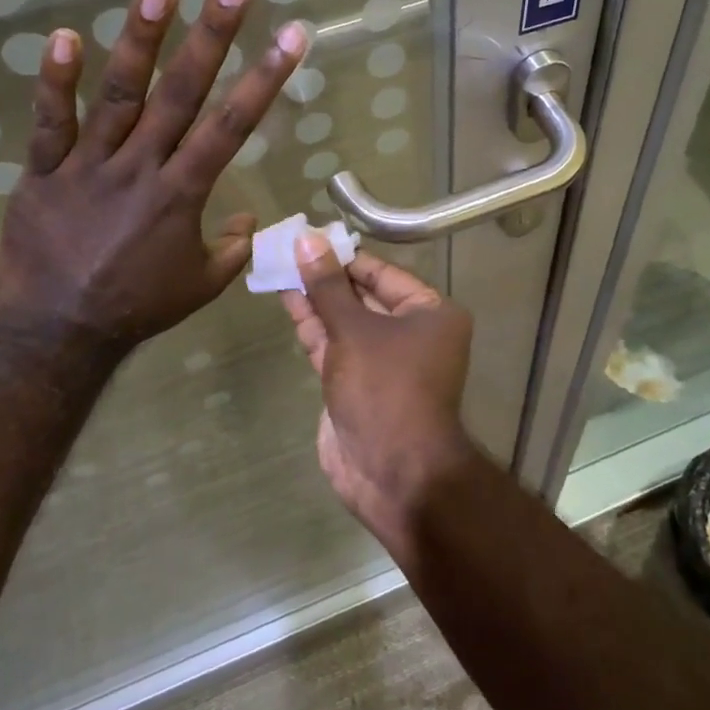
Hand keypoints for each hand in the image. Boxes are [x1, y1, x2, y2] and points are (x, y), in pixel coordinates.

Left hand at [0, 0, 306, 350]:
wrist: (57, 331)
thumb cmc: (138, 307)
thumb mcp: (201, 285)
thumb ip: (232, 248)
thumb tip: (249, 217)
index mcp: (182, 193)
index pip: (232, 126)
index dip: (265, 78)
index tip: (291, 36)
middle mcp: (140, 167)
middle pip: (181, 93)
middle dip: (212, 36)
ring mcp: (88, 165)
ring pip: (118, 95)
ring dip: (140, 40)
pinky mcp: (44, 171)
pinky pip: (49, 122)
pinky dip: (55, 81)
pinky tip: (64, 36)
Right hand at [280, 233, 481, 551]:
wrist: (392, 471)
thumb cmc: (385, 388)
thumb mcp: (354, 331)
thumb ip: (328, 287)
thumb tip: (307, 241)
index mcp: (431, 314)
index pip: (384, 274)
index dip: (345, 256)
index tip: (310, 238)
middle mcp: (412, 334)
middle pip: (363, 296)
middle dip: (326, 277)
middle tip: (287, 250)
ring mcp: (383, 362)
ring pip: (345, 322)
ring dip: (315, 299)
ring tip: (278, 268)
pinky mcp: (357, 385)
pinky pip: (335, 347)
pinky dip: (313, 327)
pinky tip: (288, 301)